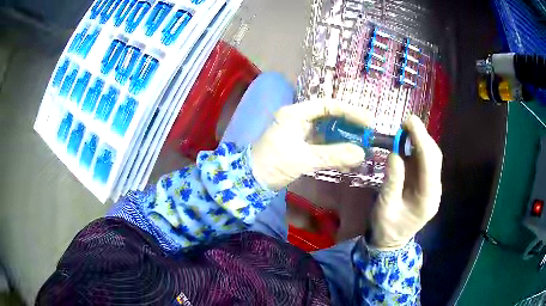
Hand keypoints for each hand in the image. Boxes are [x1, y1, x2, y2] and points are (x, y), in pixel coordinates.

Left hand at [251, 99, 370, 190]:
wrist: (252, 181)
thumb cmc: (273, 164)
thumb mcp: (303, 158)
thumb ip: (333, 155)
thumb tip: (361, 153)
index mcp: (295, 114)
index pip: (327, 106)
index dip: (349, 111)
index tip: (367, 121)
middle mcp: (299, 120)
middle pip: (330, 118)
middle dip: (350, 126)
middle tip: (369, 134)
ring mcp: (302, 135)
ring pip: (329, 133)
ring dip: (345, 140)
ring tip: (364, 147)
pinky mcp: (303, 148)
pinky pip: (324, 147)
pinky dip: (337, 153)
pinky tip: (351, 160)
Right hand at [370, 115, 442, 249]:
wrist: (391, 242)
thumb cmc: (387, 229)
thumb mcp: (385, 207)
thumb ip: (392, 181)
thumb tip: (394, 153)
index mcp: (428, 199)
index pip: (429, 164)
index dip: (421, 140)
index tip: (409, 122)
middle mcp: (435, 190)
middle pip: (434, 157)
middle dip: (422, 137)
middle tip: (405, 123)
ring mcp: (432, 186)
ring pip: (431, 157)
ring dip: (419, 141)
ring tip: (404, 130)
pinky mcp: (426, 183)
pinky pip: (424, 161)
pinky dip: (415, 149)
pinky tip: (405, 143)